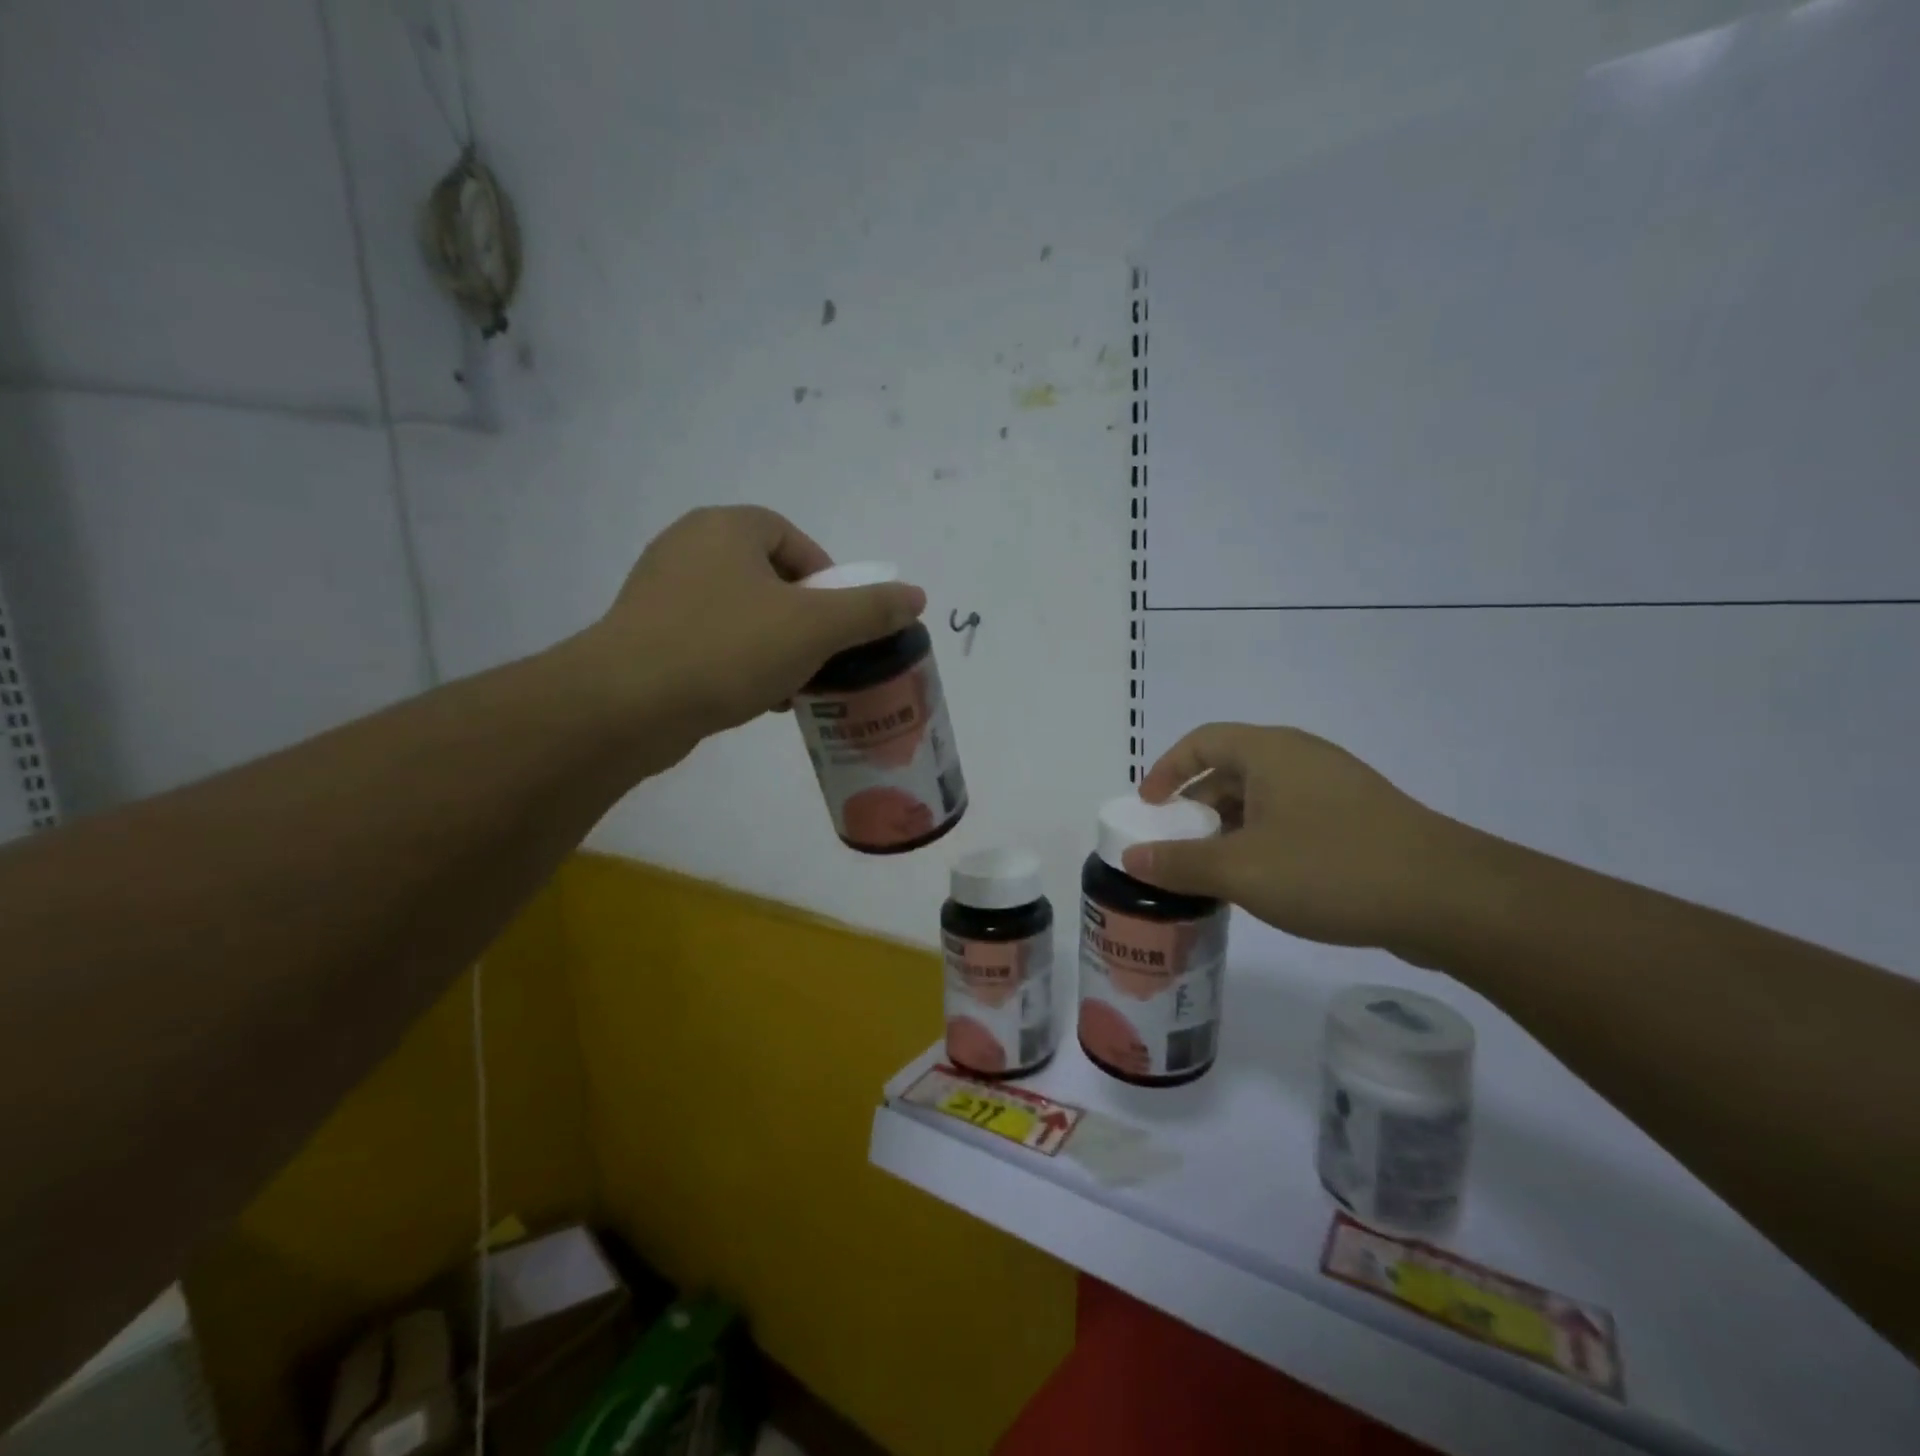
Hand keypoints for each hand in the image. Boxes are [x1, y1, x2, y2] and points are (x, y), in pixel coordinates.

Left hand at [582, 505, 926, 761]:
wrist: (627, 704)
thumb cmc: (727, 649)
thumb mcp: (815, 628)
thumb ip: (870, 610)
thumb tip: (915, 596)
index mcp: (726, 528)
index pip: (793, 538)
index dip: (826, 578)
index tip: (839, 622)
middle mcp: (688, 547)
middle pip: (769, 577)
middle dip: (803, 619)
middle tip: (821, 657)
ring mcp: (660, 591)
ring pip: (741, 613)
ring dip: (775, 646)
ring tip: (793, 687)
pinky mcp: (645, 635)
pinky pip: (710, 639)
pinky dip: (739, 662)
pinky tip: (755, 699)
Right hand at [1122, 723, 1477, 951]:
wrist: (1449, 898)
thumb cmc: (1331, 868)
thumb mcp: (1241, 870)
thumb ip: (1180, 863)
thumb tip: (1132, 859)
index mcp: (1269, 751)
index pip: (1201, 741)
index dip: (1167, 769)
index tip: (1148, 807)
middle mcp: (1300, 758)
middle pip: (1230, 769)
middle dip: (1196, 807)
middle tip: (1175, 845)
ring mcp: (1334, 788)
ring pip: (1262, 798)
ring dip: (1229, 828)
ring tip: (1212, 870)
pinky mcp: (1358, 819)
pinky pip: (1291, 818)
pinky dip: (1262, 840)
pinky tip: (1261, 881)